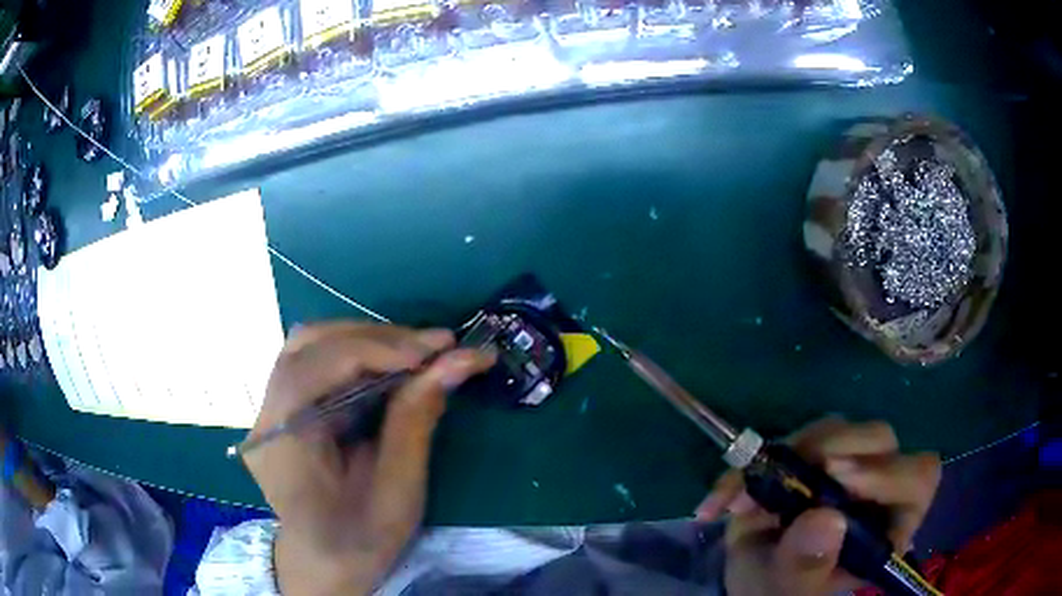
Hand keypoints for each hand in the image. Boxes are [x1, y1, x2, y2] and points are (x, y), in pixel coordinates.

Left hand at [243, 322, 494, 595]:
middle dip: (376, 337)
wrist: (325, 563)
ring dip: (366, 339)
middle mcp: (265, 417)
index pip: (313, 369)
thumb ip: (416, 421)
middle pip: (308, 345)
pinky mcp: (283, 407)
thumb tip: (456, 361)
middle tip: (435, 346)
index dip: (375, 349)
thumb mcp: (397, 493)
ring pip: (310, 344)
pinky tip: (390, 365)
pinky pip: (315, 362)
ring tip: (417, 353)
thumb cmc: (360, 541)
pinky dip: (357, 354)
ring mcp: (269, 409)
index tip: (437, 350)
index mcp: (281, 445)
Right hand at [696, 417, 940, 595]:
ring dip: (790, 455)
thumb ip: (807, 565)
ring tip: (745, 500)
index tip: (838, 480)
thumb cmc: (781, 590)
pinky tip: (726, 500)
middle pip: (879, 440)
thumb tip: (826, 520)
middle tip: (795, 472)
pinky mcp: (814, 453)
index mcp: (889, 522)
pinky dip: (755, 464)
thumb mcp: (789, 588)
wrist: (752, 576)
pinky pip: (793, 438)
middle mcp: (876, 485)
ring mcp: (846, 463)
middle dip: (836, 450)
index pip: (916, 477)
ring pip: (837, 429)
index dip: (887, 472)